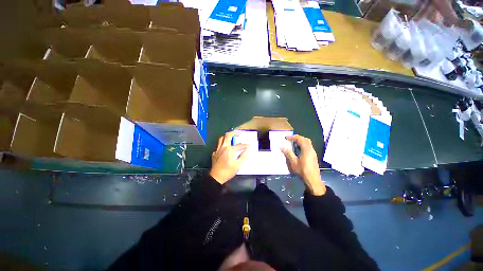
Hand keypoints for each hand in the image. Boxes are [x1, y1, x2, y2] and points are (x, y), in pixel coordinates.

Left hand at [210, 132, 249, 184]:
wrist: (217, 177)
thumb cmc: (228, 171)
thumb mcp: (238, 164)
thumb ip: (243, 156)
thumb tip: (248, 150)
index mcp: (230, 150)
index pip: (240, 145)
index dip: (245, 145)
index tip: (249, 145)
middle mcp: (223, 147)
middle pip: (228, 136)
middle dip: (234, 133)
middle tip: (238, 133)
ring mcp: (218, 150)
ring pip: (221, 139)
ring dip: (226, 136)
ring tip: (230, 137)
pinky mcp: (214, 153)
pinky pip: (218, 146)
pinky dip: (221, 145)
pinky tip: (224, 148)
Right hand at [281, 135, 325, 195]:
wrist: (313, 180)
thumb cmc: (303, 170)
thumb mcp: (293, 162)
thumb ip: (288, 153)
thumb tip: (282, 147)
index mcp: (306, 149)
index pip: (300, 139)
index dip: (293, 137)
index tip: (286, 137)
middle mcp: (311, 149)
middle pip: (305, 139)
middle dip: (298, 137)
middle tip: (290, 139)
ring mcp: (313, 153)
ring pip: (308, 143)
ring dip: (301, 141)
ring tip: (294, 143)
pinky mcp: (313, 156)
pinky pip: (308, 147)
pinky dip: (303, 145)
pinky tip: (299, 150)